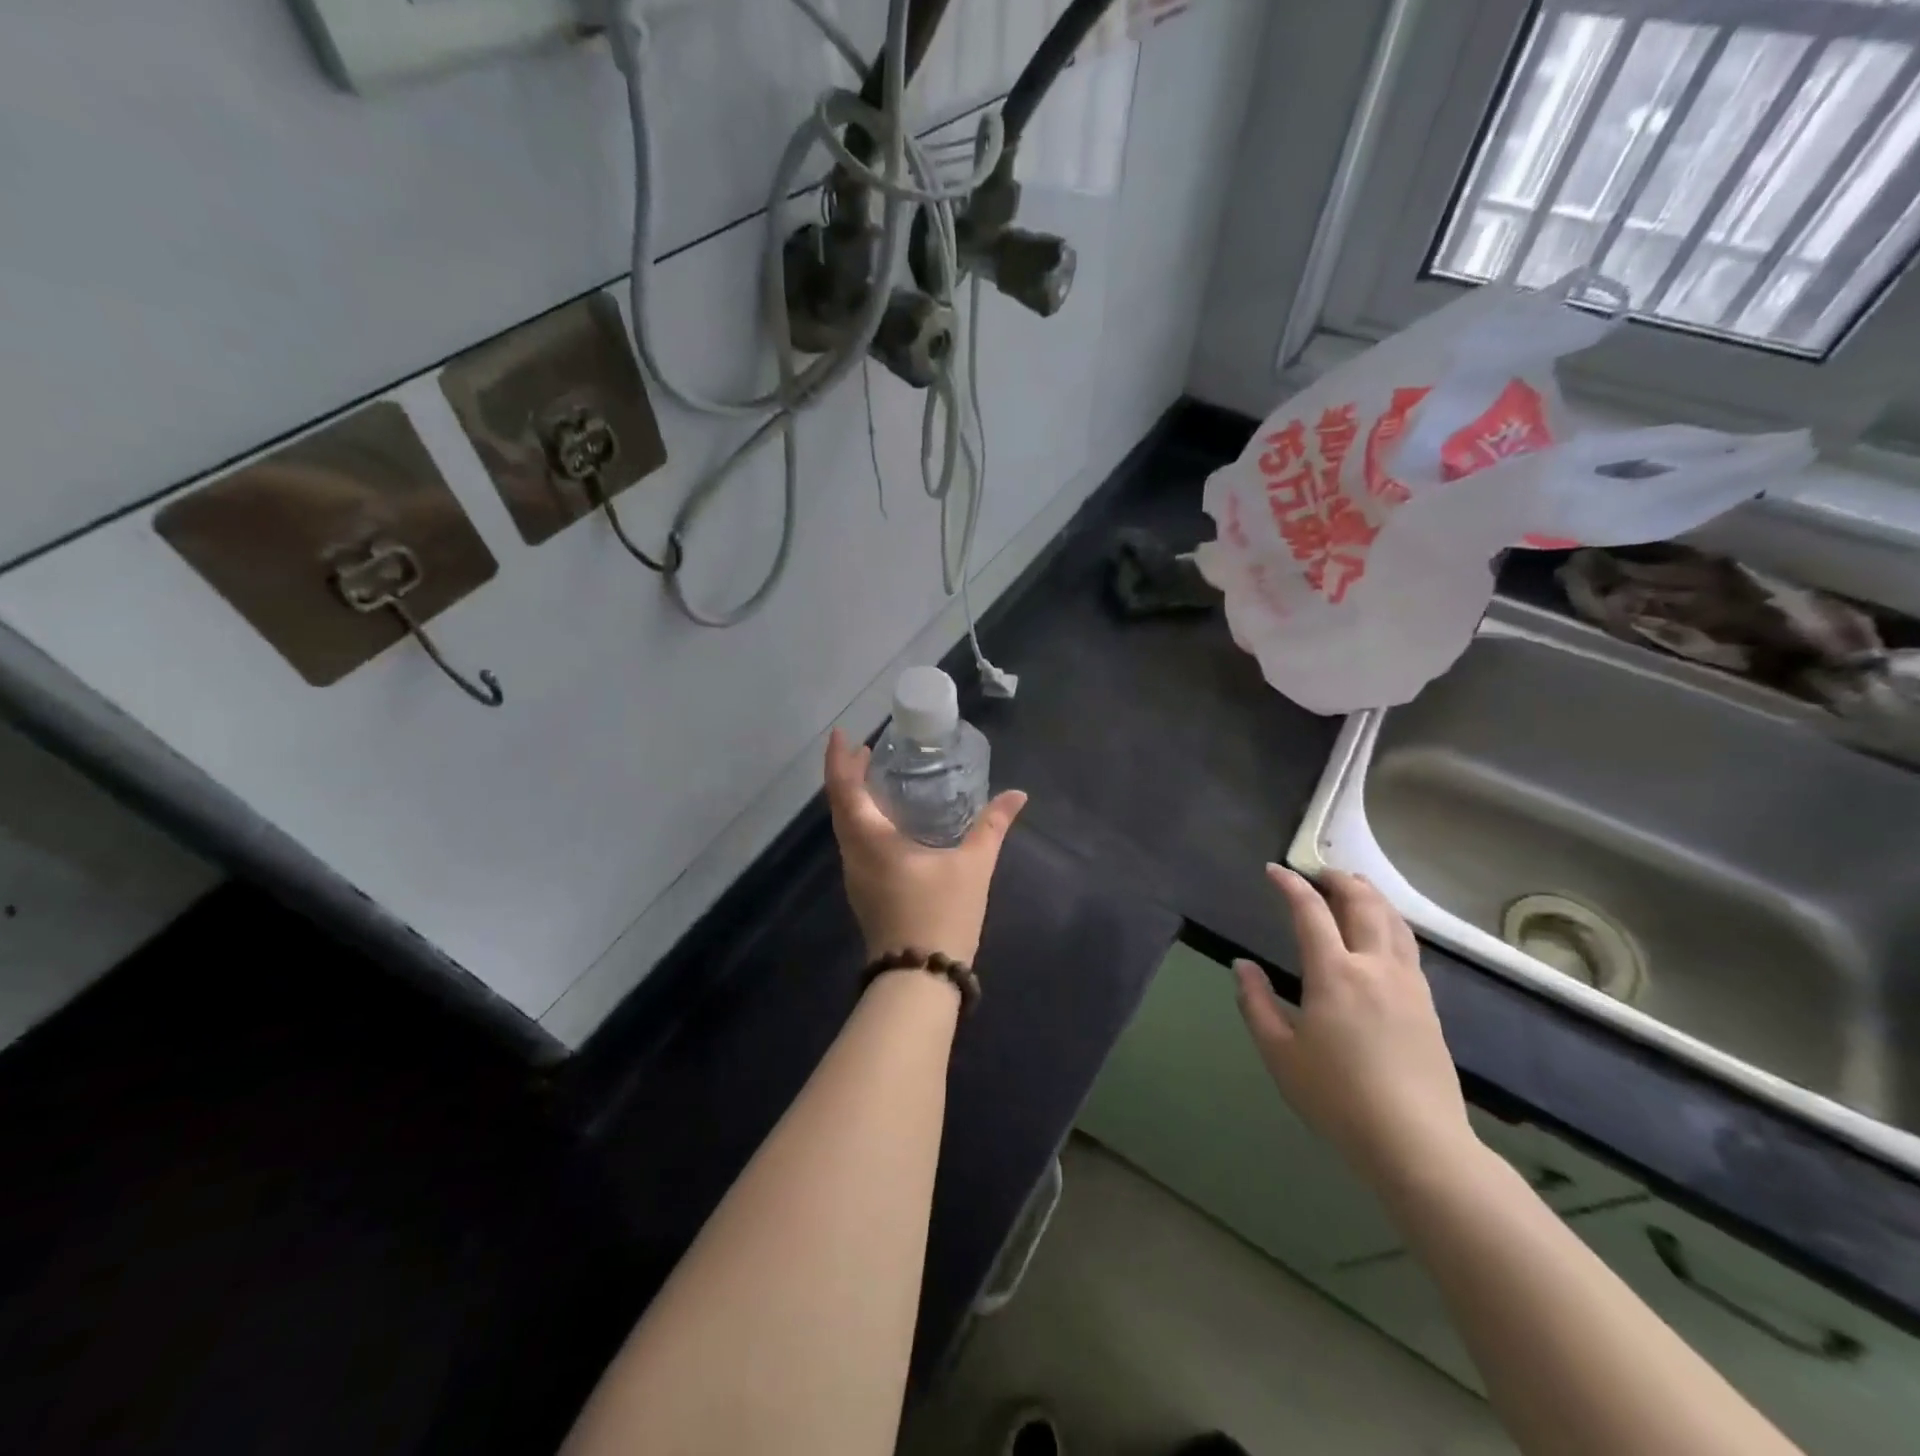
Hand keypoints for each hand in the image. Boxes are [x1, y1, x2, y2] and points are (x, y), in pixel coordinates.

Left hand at [824, 728, 1027, 965]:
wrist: (919, 978)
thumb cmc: (942, 914)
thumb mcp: (973, 866)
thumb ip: (992, 826)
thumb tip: (1017, 795)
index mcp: (871, 840)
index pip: (844, 790)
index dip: (840, 759)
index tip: (844, 735)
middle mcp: (854, 854)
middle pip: (840, 805)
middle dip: (848, 774)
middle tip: (868, 751)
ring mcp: (855, 876)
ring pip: (845, 826)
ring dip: (854, 798)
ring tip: (878, 779)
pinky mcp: (864, 892)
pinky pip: (854, 843)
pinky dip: (862, 820)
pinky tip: (888, 821)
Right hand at [1234, 865, 1477, 1188]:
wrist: (1417, 1143)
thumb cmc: (1337, 1098)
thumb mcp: (1280, 1053)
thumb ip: (1257, 1003)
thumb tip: (1242, 966)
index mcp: (1335, 974)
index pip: (1310, 912)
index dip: (1291, 886)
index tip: (1274, 871)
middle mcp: (1375, 967)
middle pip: (1364, 904)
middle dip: (1340, 880)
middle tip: (1320, 872)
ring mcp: (1408, 985)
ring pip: (1394, 923)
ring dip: (1372, 896)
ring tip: (1355, 888)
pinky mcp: (1428, 1006)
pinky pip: (1408, 948)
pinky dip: (1391, 924)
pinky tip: (1384, 935)